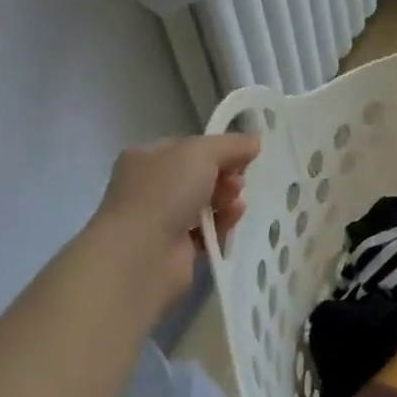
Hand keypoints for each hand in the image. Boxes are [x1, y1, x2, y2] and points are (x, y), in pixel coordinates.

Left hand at [90, 134, 261, 301]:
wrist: (141, 256)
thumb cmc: (165, 193)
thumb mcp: (201, 153)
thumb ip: (231, 144)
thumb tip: (255, 140)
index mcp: (145, 158)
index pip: (188, 147)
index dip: (217, 149)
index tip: (243, 155)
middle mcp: (149, 188)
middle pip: (199, 175)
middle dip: (225, 175)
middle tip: (239, 181)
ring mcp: (160, 220)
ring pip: (204, 203)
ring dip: (226, 199)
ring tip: (236, 203)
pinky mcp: (175, 250)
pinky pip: (207, 232)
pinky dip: (222, 225)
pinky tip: (232, 221)